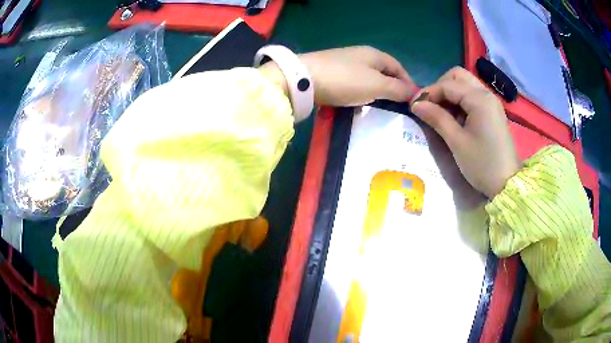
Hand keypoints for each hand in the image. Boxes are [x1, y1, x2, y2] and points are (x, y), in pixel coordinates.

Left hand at [259, 46, 417, 106]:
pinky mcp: (331, 73)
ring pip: (367, 79)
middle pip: (383, 72)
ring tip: (380, 108)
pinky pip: (353, 83)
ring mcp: (344, 63)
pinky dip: (360, 93)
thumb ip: (397, 89)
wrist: (303, 79)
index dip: (408, 82)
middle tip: (398, 106)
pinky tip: (358, 103)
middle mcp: (360, 55)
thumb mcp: (377, 85)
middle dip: (392, 88)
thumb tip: (414, 93)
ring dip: (376, 92)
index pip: (398, 67)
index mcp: (374, 54)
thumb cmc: (346, 80)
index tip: (413, 101)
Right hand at [410, 67, 519, 197]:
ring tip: (442, 114)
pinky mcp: (493, 111)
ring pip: (466, 84)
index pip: (447, 85)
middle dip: (440, 87)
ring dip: (450, 94)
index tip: (413, 106)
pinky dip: (461, 101)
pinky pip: (473, 96)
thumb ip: (437, 118)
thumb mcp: (457, 142)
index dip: (428, 92)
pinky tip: (456, 118)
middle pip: (458, 76)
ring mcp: (491, 102)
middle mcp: (486, 94)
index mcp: (479, 99)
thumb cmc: (482, 164)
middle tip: (431, 106)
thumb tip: (416, 104)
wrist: (507, 184)